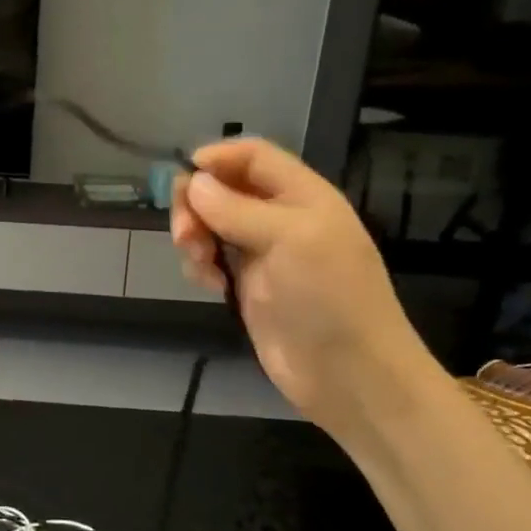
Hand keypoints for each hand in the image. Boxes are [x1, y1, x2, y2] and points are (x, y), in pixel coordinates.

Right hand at [170, 138, 434, 431]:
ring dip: (195, 237)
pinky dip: (200, 266)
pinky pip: (212, 260)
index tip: (181, 176)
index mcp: (302, 195)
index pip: (252, 157)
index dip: (216, 159)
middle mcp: (280, 218)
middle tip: (184, 235)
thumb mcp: (289, 239)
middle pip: (223, 189)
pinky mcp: (248, 287)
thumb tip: (193, 182)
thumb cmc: (328, 297)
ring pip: (212, 225)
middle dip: (196, 205)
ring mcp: (263, 254)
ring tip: (199, 265)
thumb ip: (237, 208)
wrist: (349, 373)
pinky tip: (207, 284)